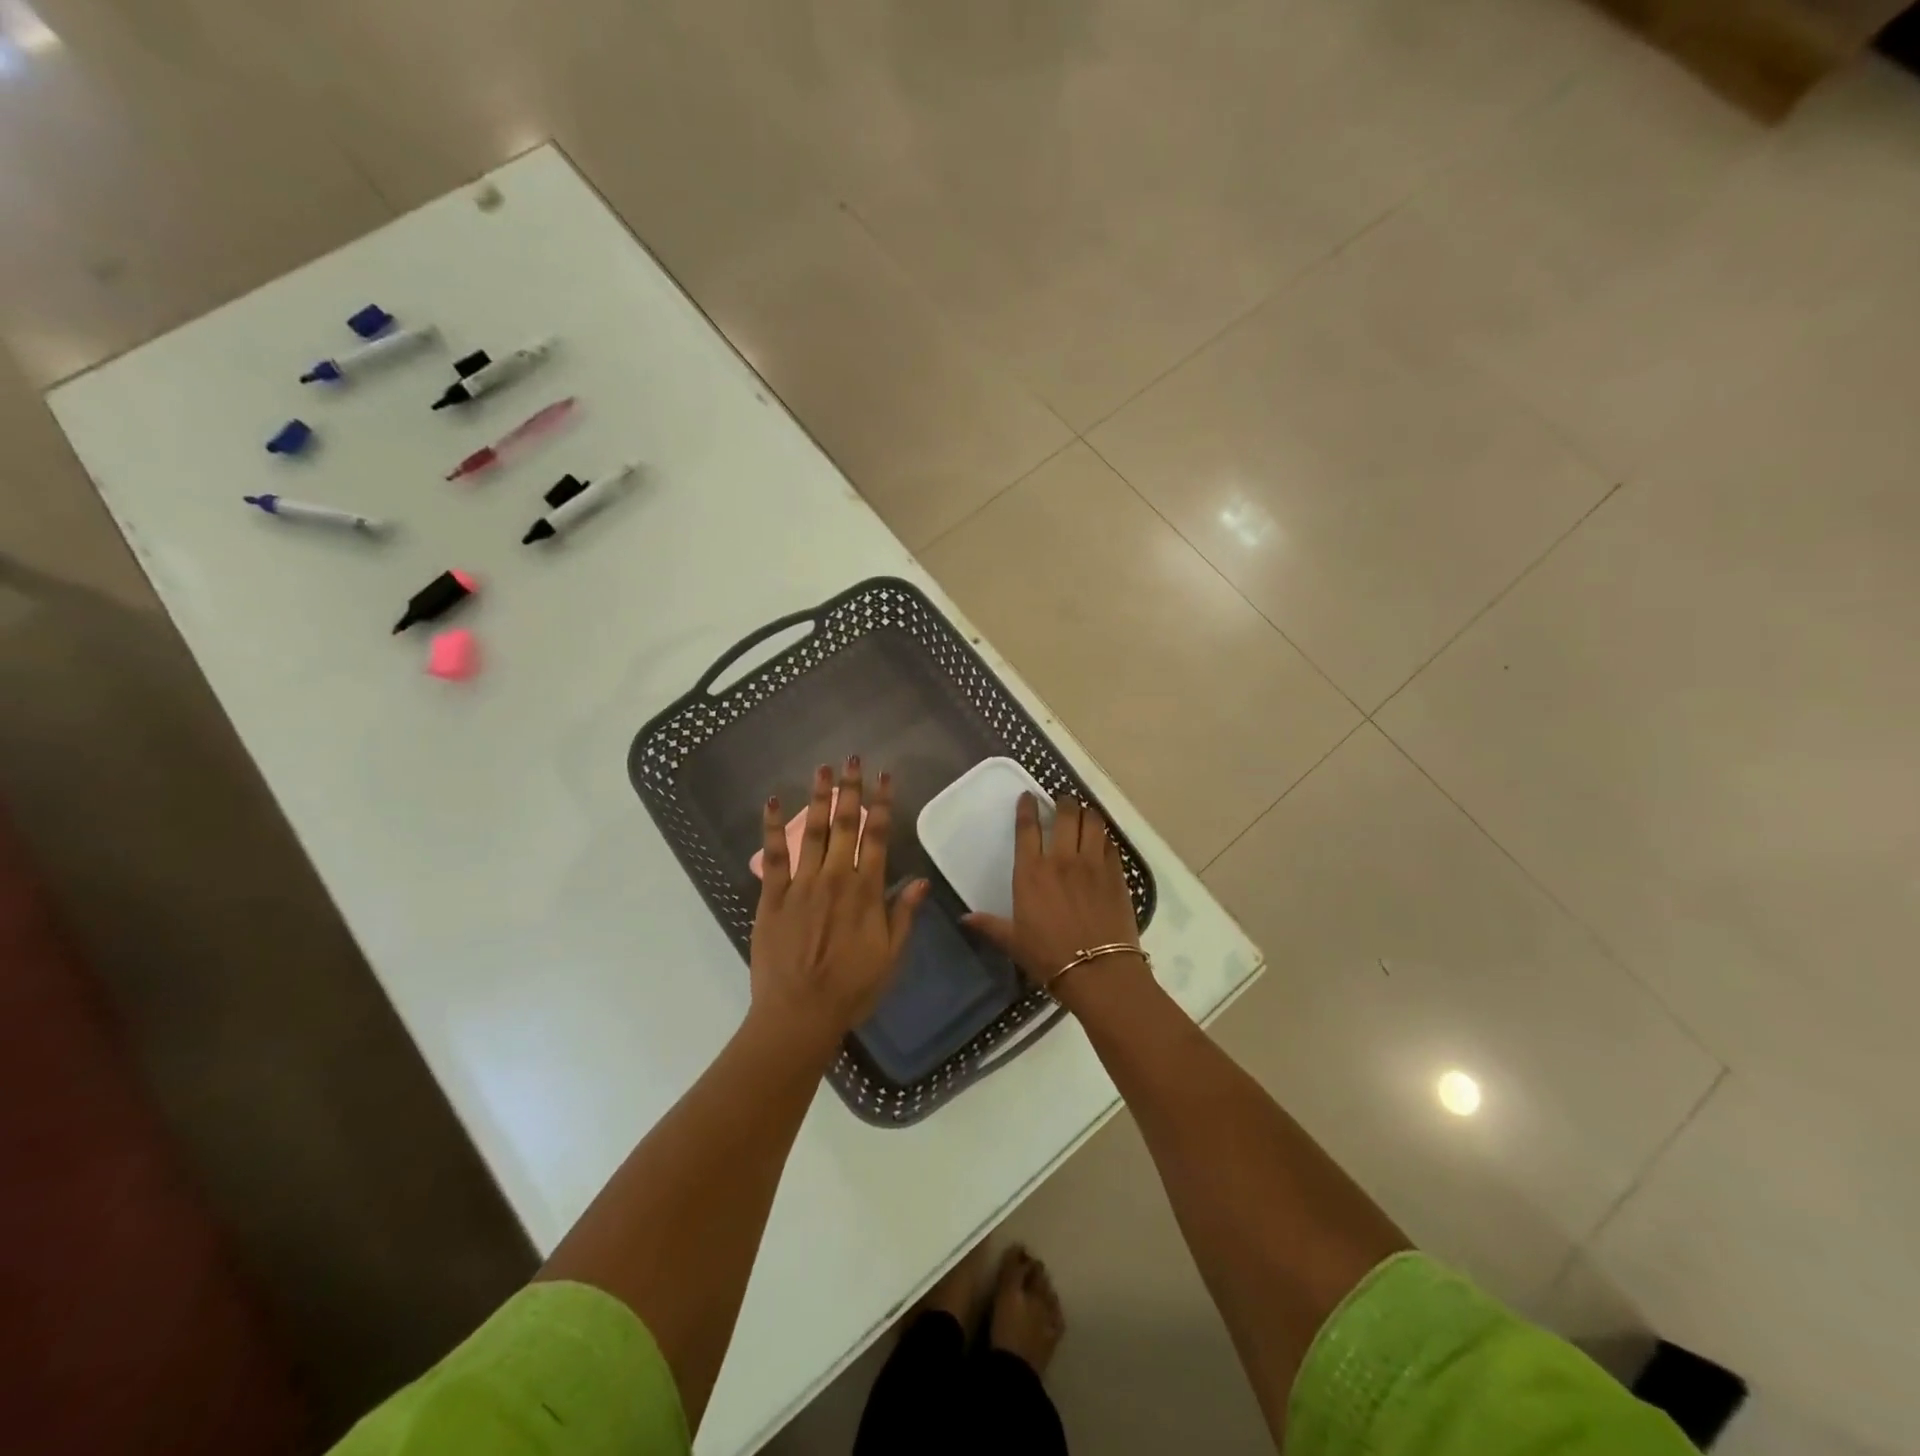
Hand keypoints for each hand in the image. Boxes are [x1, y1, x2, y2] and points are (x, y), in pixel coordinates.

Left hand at [750, 759, 929, 1051]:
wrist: (800, 1014)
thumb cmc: (852, 988)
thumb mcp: (891, 956)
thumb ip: (903, 914)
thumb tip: (921, 880)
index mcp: (866, 891)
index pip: (877, 837)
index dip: (882, 804)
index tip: (886, 777)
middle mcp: (835, 879)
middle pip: (844, 825)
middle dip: (850, 789)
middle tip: (852, 759)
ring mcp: (801, 885)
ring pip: (811, 832)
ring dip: (817, 798)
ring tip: (822, 769)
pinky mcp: (772, 897)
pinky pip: (772, 856)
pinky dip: (771, 828)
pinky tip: (771, 802)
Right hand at [966, 793, 1142, 1005]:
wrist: (1098, 971)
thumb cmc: (1049, 956)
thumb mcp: (1013, 941)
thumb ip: (989, 925)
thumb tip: (964, 919)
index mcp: (1031, 872)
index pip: (1027, 828)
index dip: (1027, 808)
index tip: (1028, 797)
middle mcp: (1062, 859)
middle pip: (1065, 815)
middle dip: (1063, 802)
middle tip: (1061, 801)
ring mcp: (1092, 864)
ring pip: (1092, 822)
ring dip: (1087, 813)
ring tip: (1084, 813)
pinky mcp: (1116, 874)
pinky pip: (1111, 843)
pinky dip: (1105, 836)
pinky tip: (1102, 840)